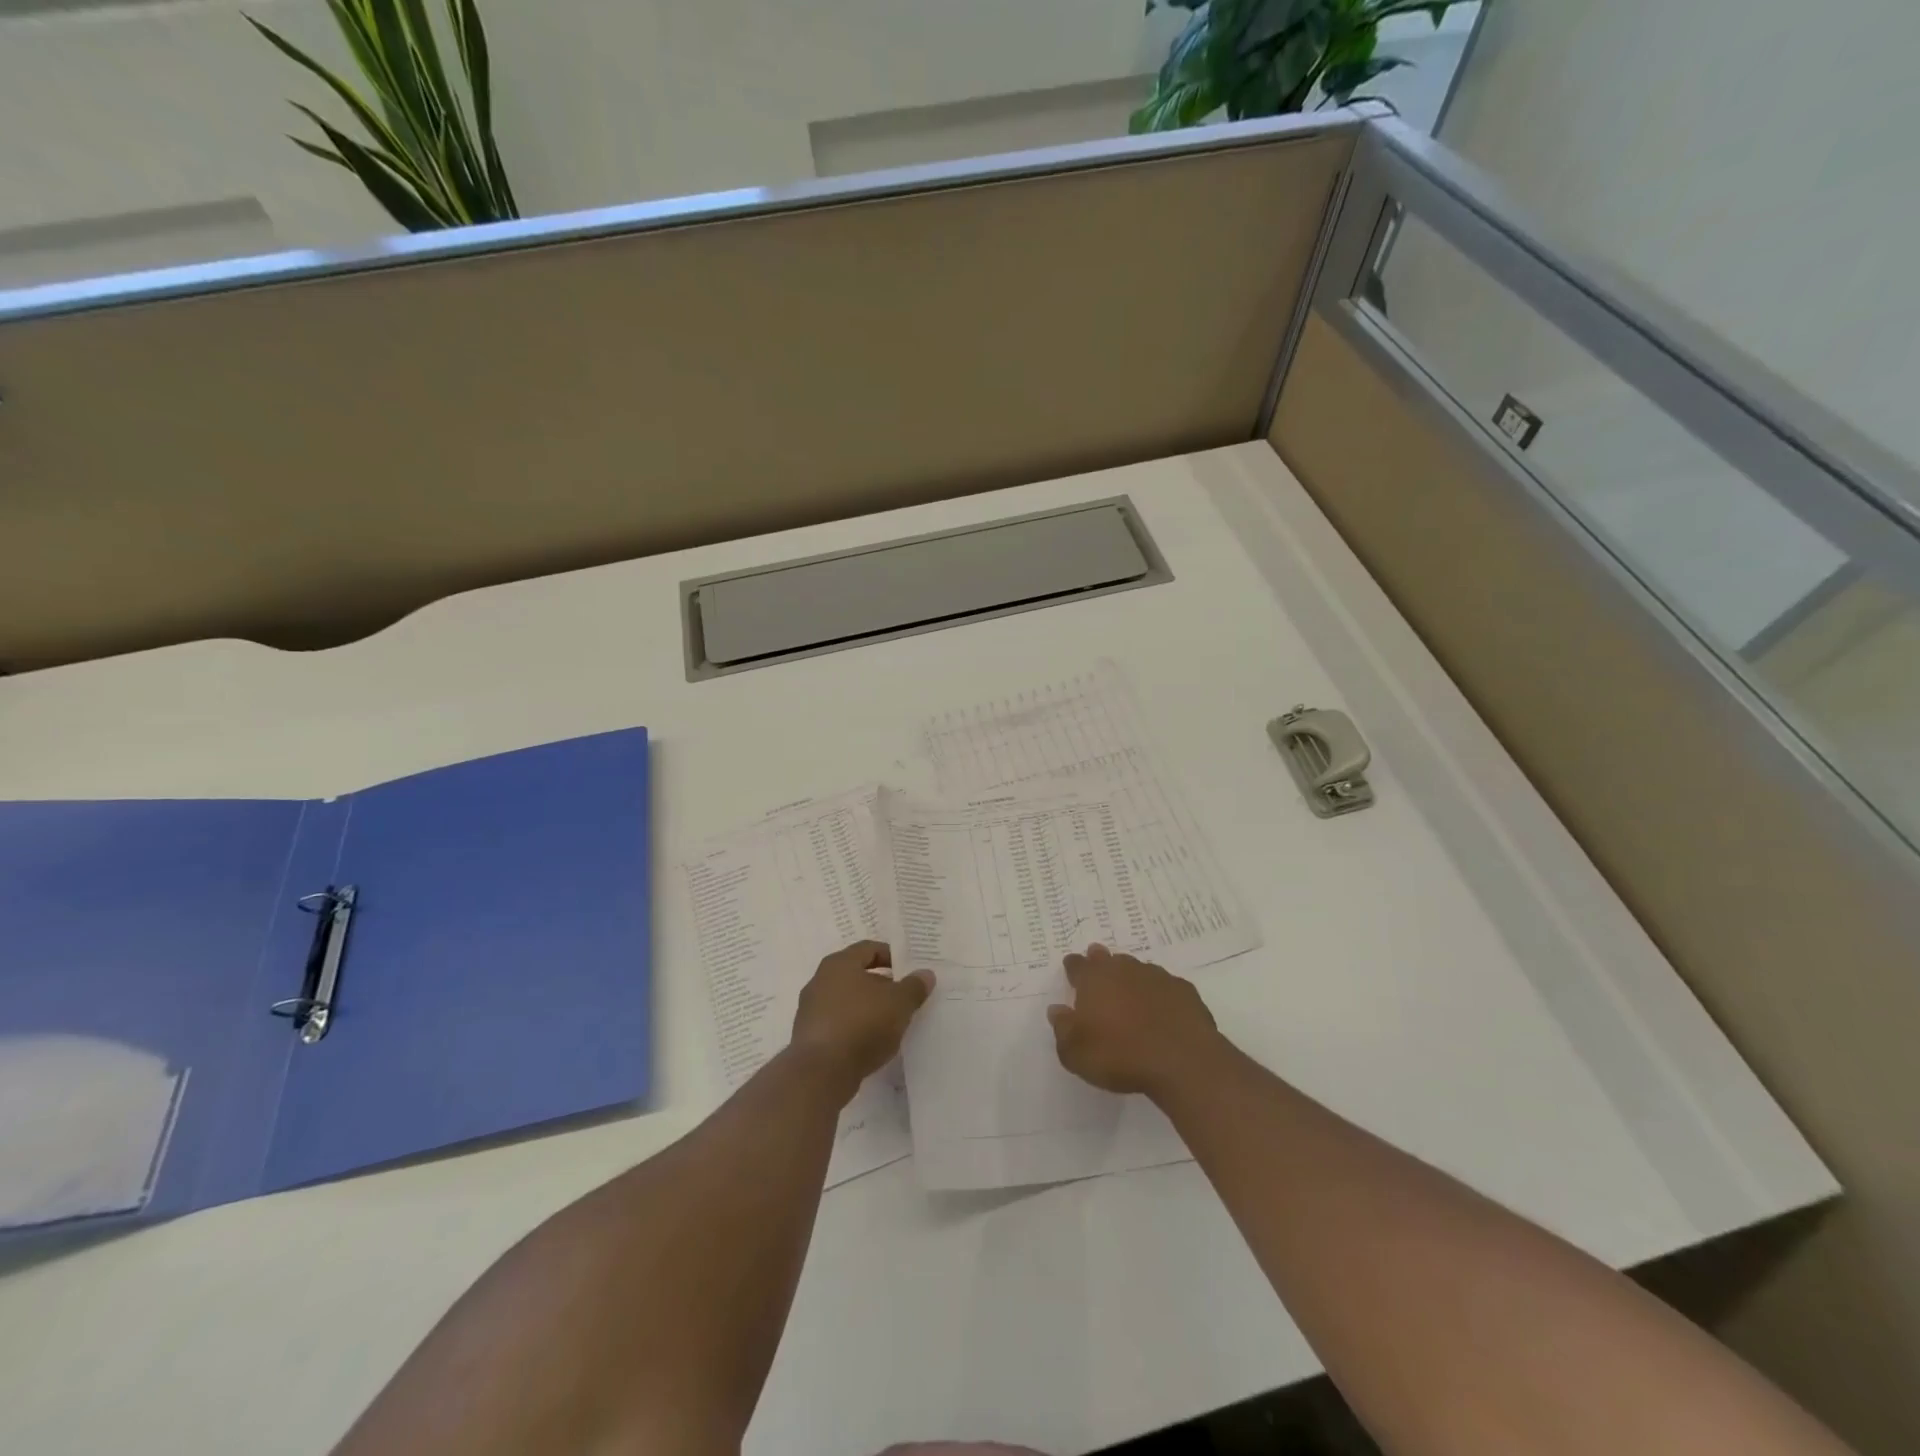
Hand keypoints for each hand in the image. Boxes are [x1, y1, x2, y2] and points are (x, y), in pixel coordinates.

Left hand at [791, 941, 933, 1098]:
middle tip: (904, 997)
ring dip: (868, 1008)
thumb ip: (914, 987)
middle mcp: (821, 980)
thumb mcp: (898, 1003)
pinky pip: (838, 1023)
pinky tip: (871, 1043)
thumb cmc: (862, 1024)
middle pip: (856, 975)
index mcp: (840, 963)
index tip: (909, 970)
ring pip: (847, 1001)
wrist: (821, 1072)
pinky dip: (855, 1028)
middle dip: (881, 985)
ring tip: (891, 1023)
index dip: (891, 956)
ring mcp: (811, 1009)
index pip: (868, 949)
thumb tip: (926, 974)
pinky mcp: (810, 1037)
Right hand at [1047, 944, 1221, 1096]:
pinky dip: (1160, 994)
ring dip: (1131, 978)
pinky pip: (1165, 987)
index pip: (1077, 965)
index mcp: (1094, 979)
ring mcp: (1156, 977)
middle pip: (1108, 958)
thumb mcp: (1076, 1053)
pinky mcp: (1184, 991)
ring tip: (1130, 992)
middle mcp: (1123, 970)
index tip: (1071, 969)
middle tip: (1099, 966)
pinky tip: (1162, 1009)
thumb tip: (1056, 1010)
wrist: (1182, 1061)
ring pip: (1138, 969)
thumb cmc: (1120, 1056)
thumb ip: (1062, 1029)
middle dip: (1101, 961)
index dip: (1073, 967)